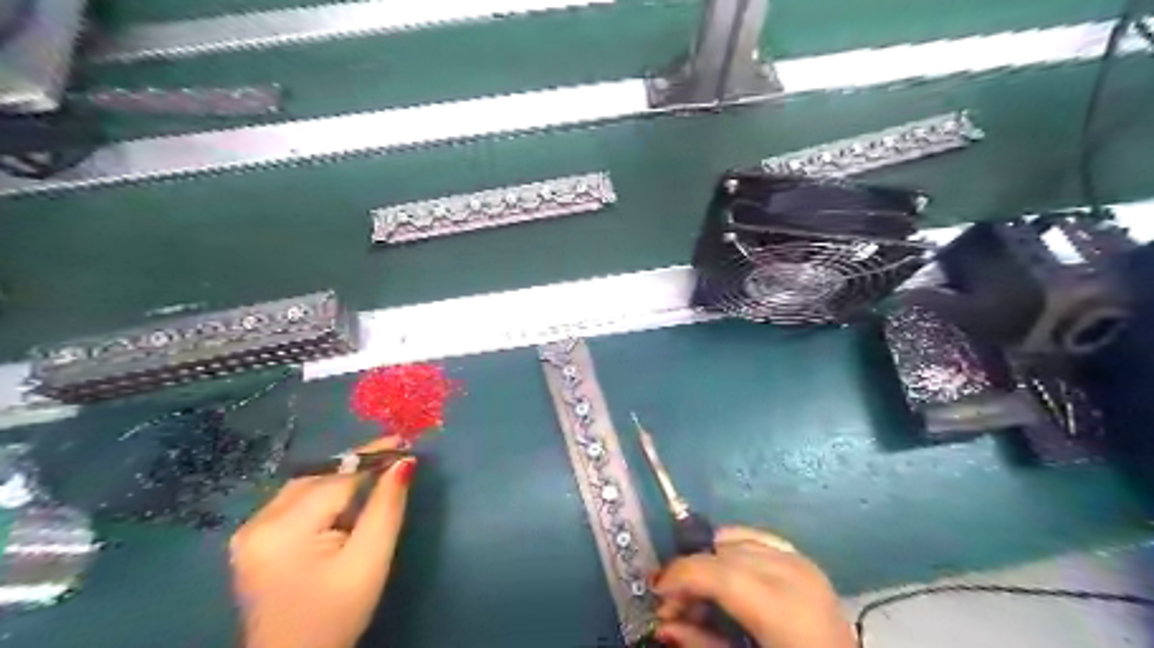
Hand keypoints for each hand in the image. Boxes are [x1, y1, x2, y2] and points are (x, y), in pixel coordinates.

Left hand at [231, 442, 418, 647]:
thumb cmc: (337, 614)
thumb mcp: (370, 560)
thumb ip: (386, 507)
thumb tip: (404, 462)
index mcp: (283, 530)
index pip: (337, 478)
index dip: (372, 457)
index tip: (403, 441)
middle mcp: (257, 523)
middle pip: (318, 477)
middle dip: (357, 467)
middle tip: (394, 459)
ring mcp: (248, 531)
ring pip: (306, 485)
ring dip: (341, 479)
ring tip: (375, 478)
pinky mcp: (252, 539)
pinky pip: (295, 501)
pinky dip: (323, 495)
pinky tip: (344, 503)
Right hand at [647, 527, 854, 647]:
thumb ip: (703, 643)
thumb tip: (663, 624)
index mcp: (783, 609)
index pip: (718, 572)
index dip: (680, 575)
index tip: (656, 590)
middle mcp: (794, 575)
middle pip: (723, 553)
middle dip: (690, 572)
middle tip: (672, 603)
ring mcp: (802, 563)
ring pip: (736, 541)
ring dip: (709, 562)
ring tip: (699, 595)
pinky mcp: (804, 561)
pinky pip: (757, 539)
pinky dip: (733, 549)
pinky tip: (724, 573)